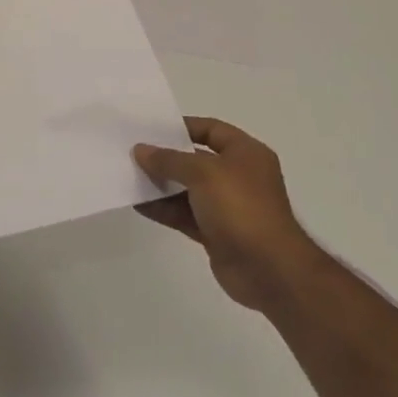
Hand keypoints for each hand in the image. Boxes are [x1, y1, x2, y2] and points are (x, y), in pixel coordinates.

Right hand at [134, 118, 315, 312]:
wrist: (268, 269)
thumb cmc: (241, 208)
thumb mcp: (203, 173)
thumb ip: (169, 160)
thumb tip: (141, 151)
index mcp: (246, 154)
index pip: (211, 129)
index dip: (182, 126)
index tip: (151, 129)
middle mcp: (239, 176)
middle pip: (196, 159)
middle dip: (166, 157)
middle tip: (133, 153)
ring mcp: (228, 206)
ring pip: (187, 189)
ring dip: (161, 184)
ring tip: (129, 177)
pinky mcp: (216, 232)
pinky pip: (185, 214)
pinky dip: (164, 209)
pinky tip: (138, 204)